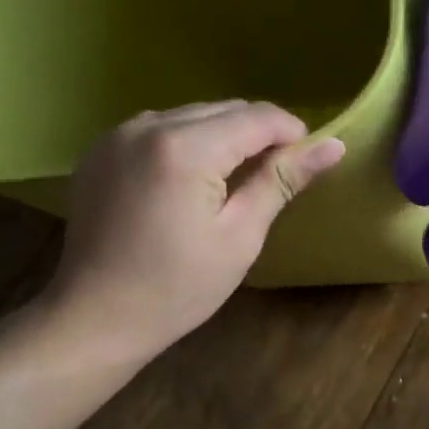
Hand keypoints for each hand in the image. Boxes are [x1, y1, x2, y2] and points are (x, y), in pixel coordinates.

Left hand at [38, 101, 344, 369]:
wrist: (93, 318)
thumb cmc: (177, 288)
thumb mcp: (240, 236)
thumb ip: (282, 181)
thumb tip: (334, 145)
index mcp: (185, 149)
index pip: (257, 117)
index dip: (291, 133)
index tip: (305, 164)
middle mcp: (148, 126)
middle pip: (224, 109)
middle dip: (257, 135)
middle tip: (272, 179)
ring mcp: (118, 135)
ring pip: (193, 115)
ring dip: (222, 136)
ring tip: (232, 182)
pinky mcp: (101, 149)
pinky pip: (161, 128)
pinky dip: (187, 142)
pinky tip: (190, 181)